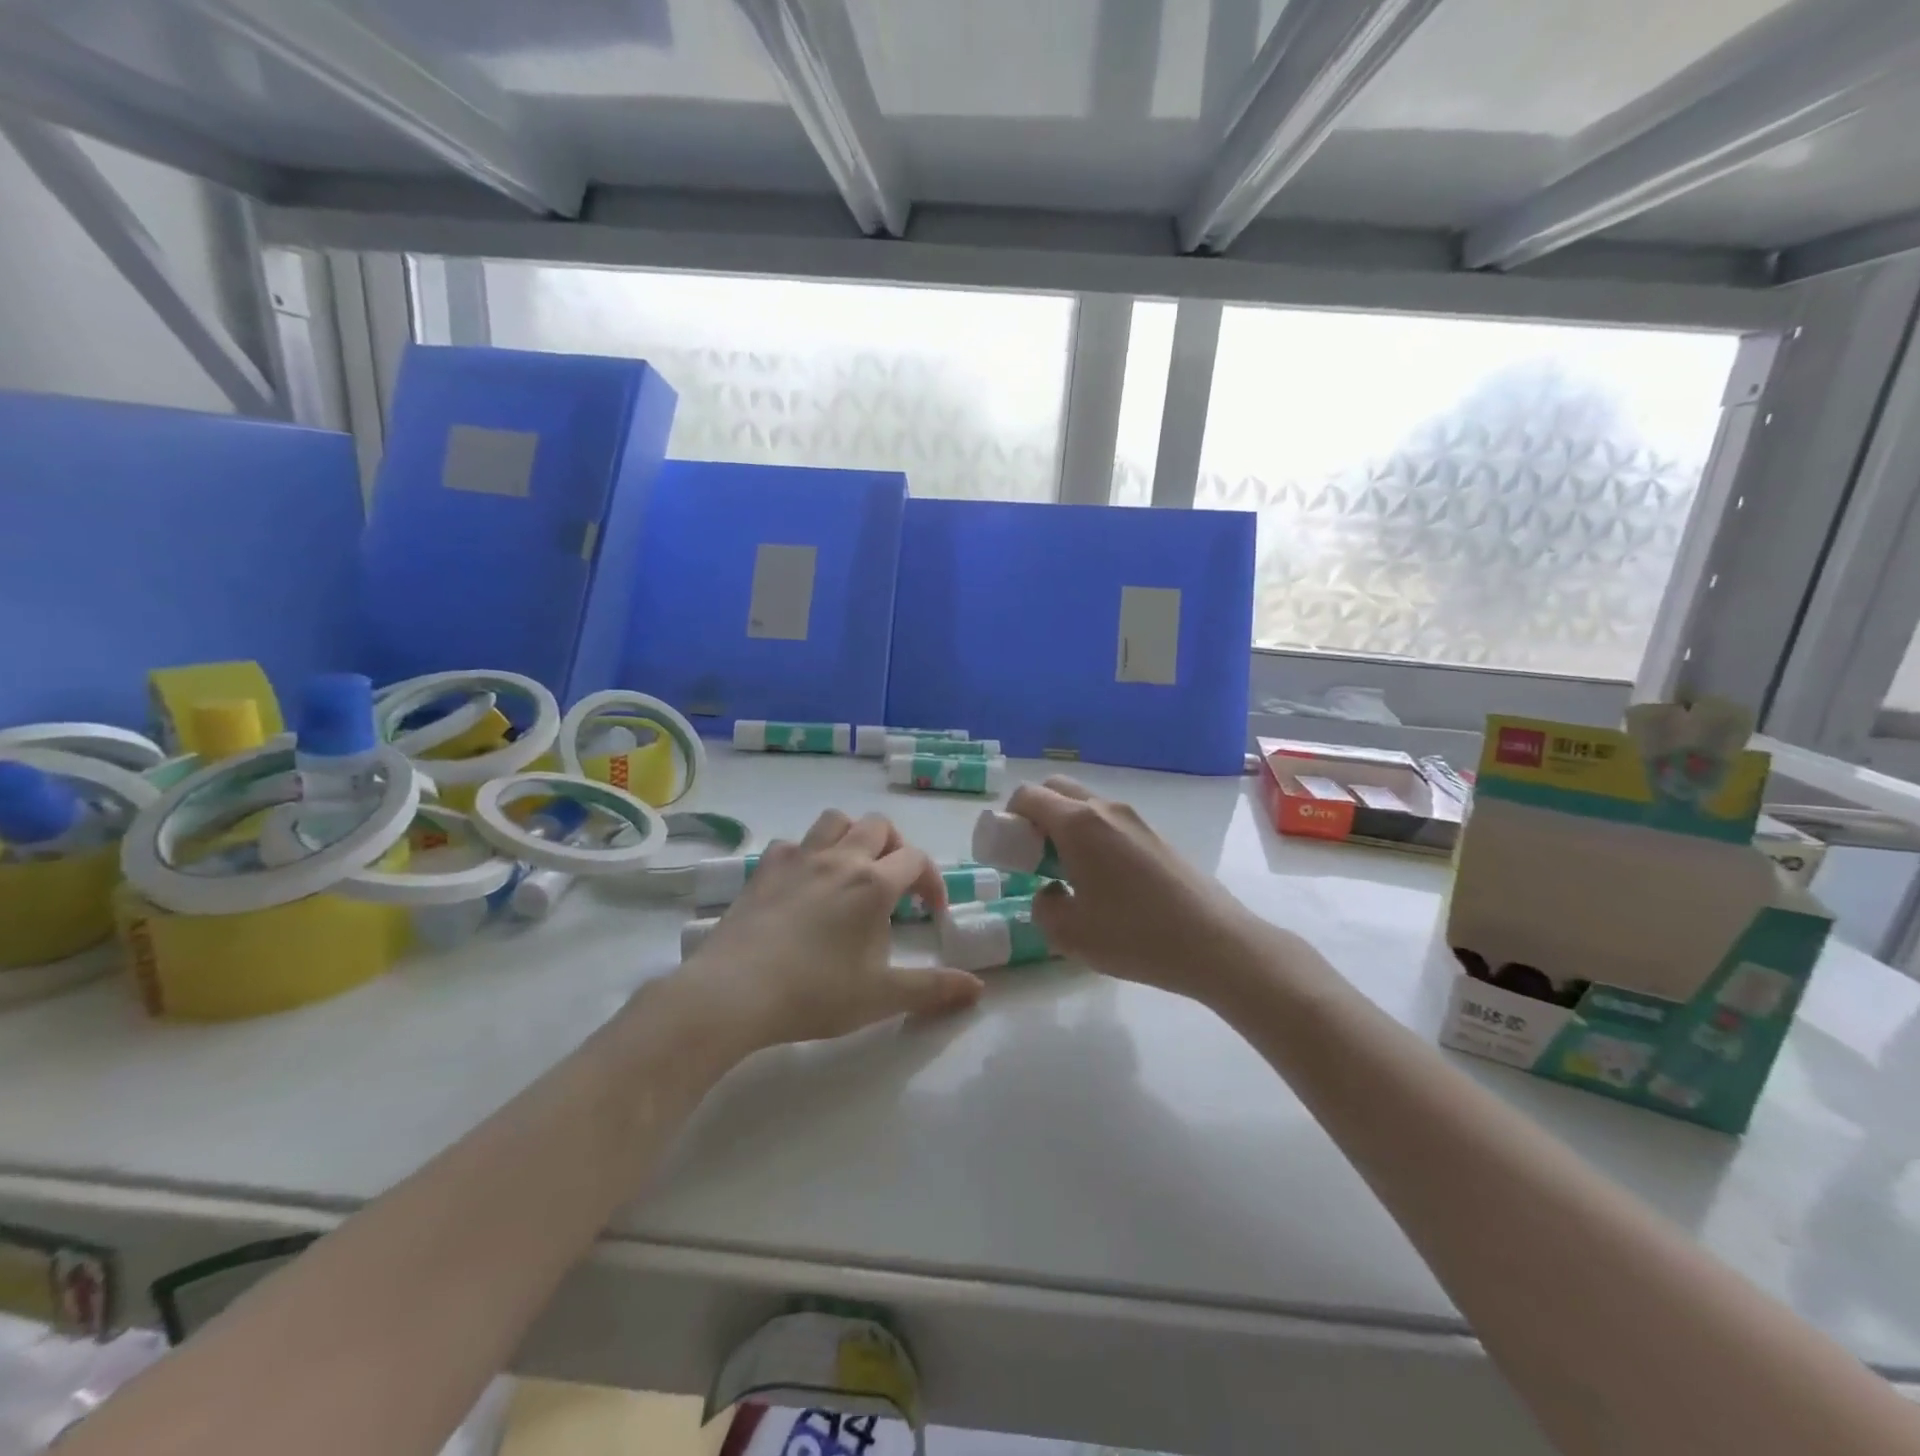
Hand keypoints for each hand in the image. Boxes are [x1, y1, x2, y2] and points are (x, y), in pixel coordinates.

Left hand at [677, 810, 983, 1048]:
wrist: (733, 992)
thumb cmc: (814, 994)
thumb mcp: (881, 997)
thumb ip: (932, 989)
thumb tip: (978, 988)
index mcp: (874, 884)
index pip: (916, 859)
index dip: (932, 881)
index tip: (932, 912)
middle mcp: (840, 858)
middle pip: (879, 826)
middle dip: (896, 848)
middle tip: (895, 884)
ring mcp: (799, 858)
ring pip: (836, 820)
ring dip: (853, 836)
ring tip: (854, 869)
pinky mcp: (765, 868)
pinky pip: (794, 842)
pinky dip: (808, 852)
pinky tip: (805, 882)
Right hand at [1010, 777, 1271, 1006]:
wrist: (1214, 943)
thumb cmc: (1134, 935)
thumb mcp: (1069, 933)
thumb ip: (1043, 906)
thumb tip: (1051, 891)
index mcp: (1078, 824)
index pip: (1028, 795)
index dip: (1008, 817)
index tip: (1009, 850)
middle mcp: (1105, 809)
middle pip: (1057, 789)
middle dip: (1036, 814)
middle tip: (1034, 856)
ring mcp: (1135, 819)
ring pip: (1086, 805)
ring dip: (1066, 826)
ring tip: (1070, 873)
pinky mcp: (1156, 836)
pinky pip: (1110, 823)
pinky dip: (1093, 837)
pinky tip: (1105, 883)